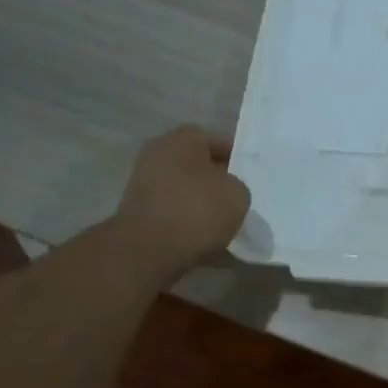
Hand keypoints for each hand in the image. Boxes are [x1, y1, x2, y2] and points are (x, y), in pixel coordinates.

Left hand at [113, 126, 250, 274]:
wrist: (149, 249)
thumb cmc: (197, 210)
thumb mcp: (237, 195)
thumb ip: (237, 187)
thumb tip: (227, 192)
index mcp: (183, 138)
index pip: (217, 141)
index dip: (236, 158)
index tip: (249, 177)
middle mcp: (159, 153)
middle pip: (197, 166)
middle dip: (216, 182)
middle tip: (237, 200)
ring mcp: (144, 183)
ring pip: (184, 190)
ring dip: (201, 204)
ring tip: (224, 224)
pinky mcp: (138, 212)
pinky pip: (172, 213)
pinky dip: (186, 223)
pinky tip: (204, 240)